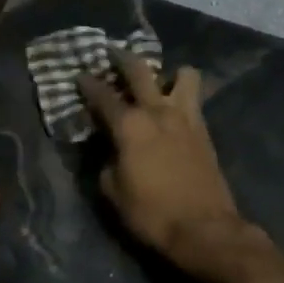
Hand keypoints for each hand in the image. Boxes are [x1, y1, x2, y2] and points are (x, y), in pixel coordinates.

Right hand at [79, 50, 241, 264]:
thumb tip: (109, 149)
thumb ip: (106, 161)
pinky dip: (183, 96)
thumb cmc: (151, 212)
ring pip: (183, 75)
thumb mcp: (113, 191)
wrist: (204, 229)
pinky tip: (174, 108)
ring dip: (169, 74)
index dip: (87, 84)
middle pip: (140, 71)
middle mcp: (158, 111)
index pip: (102, 95)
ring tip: (159, 83)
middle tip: (113, 53)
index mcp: (129, 125)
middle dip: (123, 59)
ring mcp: (186, 118)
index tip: (79, 75)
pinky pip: (194, 100)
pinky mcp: (204, 131)